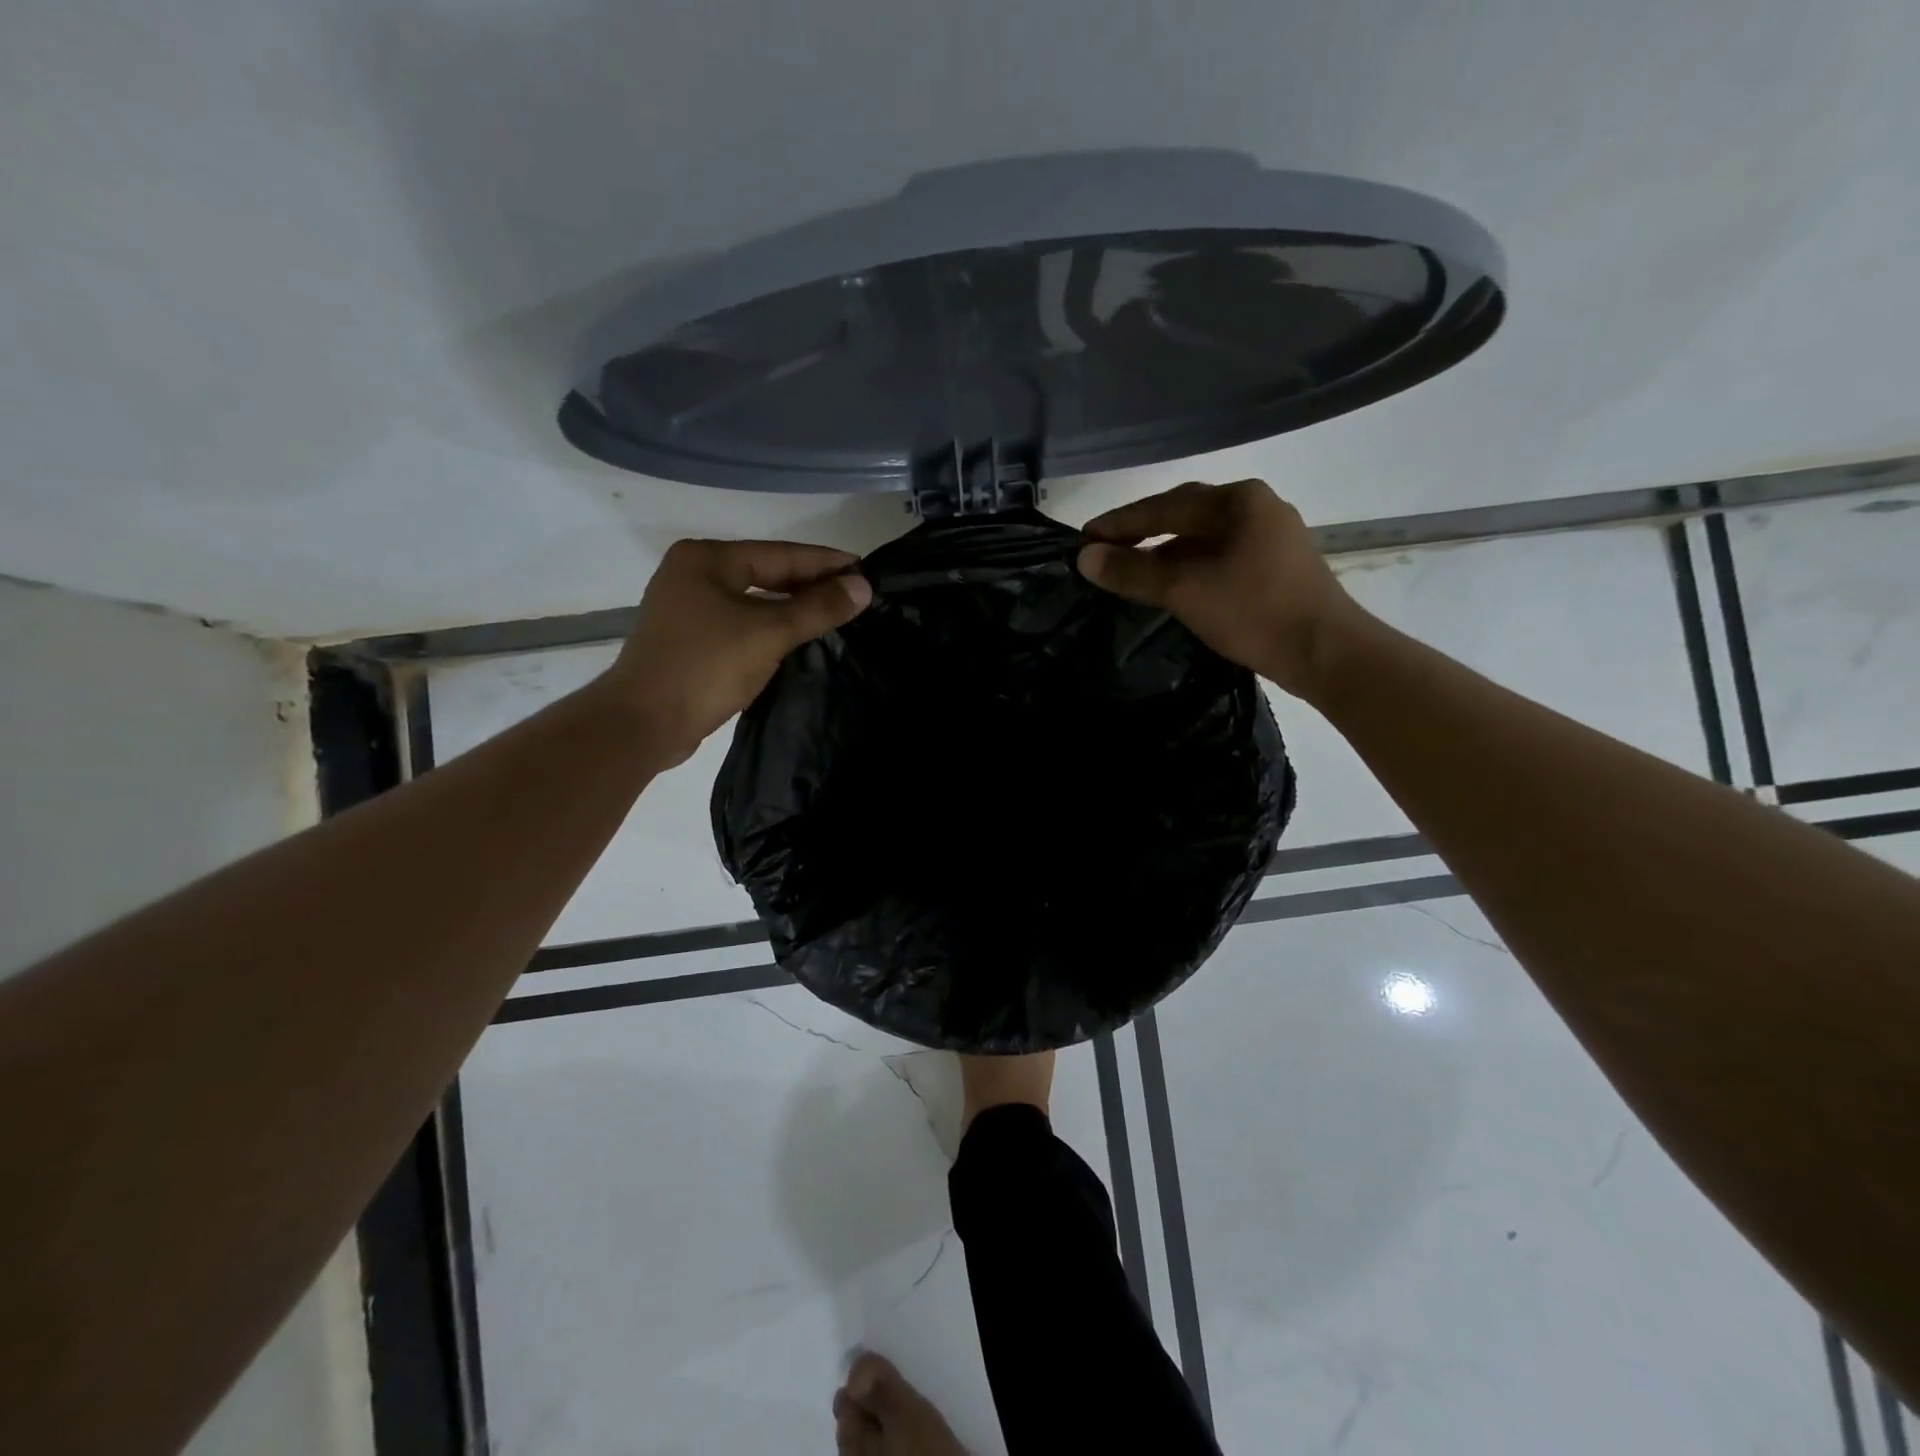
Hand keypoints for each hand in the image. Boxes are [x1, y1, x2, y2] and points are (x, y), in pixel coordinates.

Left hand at [603, 539, 871, 766]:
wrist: (644, 722)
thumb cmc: (705, 666)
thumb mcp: (769, 633)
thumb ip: (817, 608)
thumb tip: (862, 587)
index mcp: (706, 559)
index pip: (780, 554)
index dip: (826, 562)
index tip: (865, 570)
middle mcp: (694, 574)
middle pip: (766, 573)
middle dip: (811, 584)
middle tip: (855, 594)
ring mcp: (688, 608)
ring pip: (755, 600)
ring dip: (793, 607)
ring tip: (836, 614)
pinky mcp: (691, 640)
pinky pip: (742, 623)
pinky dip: (772, 627)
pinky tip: (799, 637)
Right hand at [1077, 479, 1361, 699]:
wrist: (1326, 652)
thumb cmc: (1253, 612)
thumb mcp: (1184, 590)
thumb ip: (1132, 571)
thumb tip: (1085, 558)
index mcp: (1237, 500)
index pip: (1163, 505)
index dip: (1119, 523)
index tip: (1084, 538)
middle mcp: (1257, 506)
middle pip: (1185, 515)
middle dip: (1142, 533)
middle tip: (1104, 552)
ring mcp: (1272, 535)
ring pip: (1204, 538)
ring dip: (1166, 552)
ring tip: (1133, 571)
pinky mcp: (1278, 565)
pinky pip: (1221, 555)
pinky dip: (1191, 566)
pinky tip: (1175, 585)